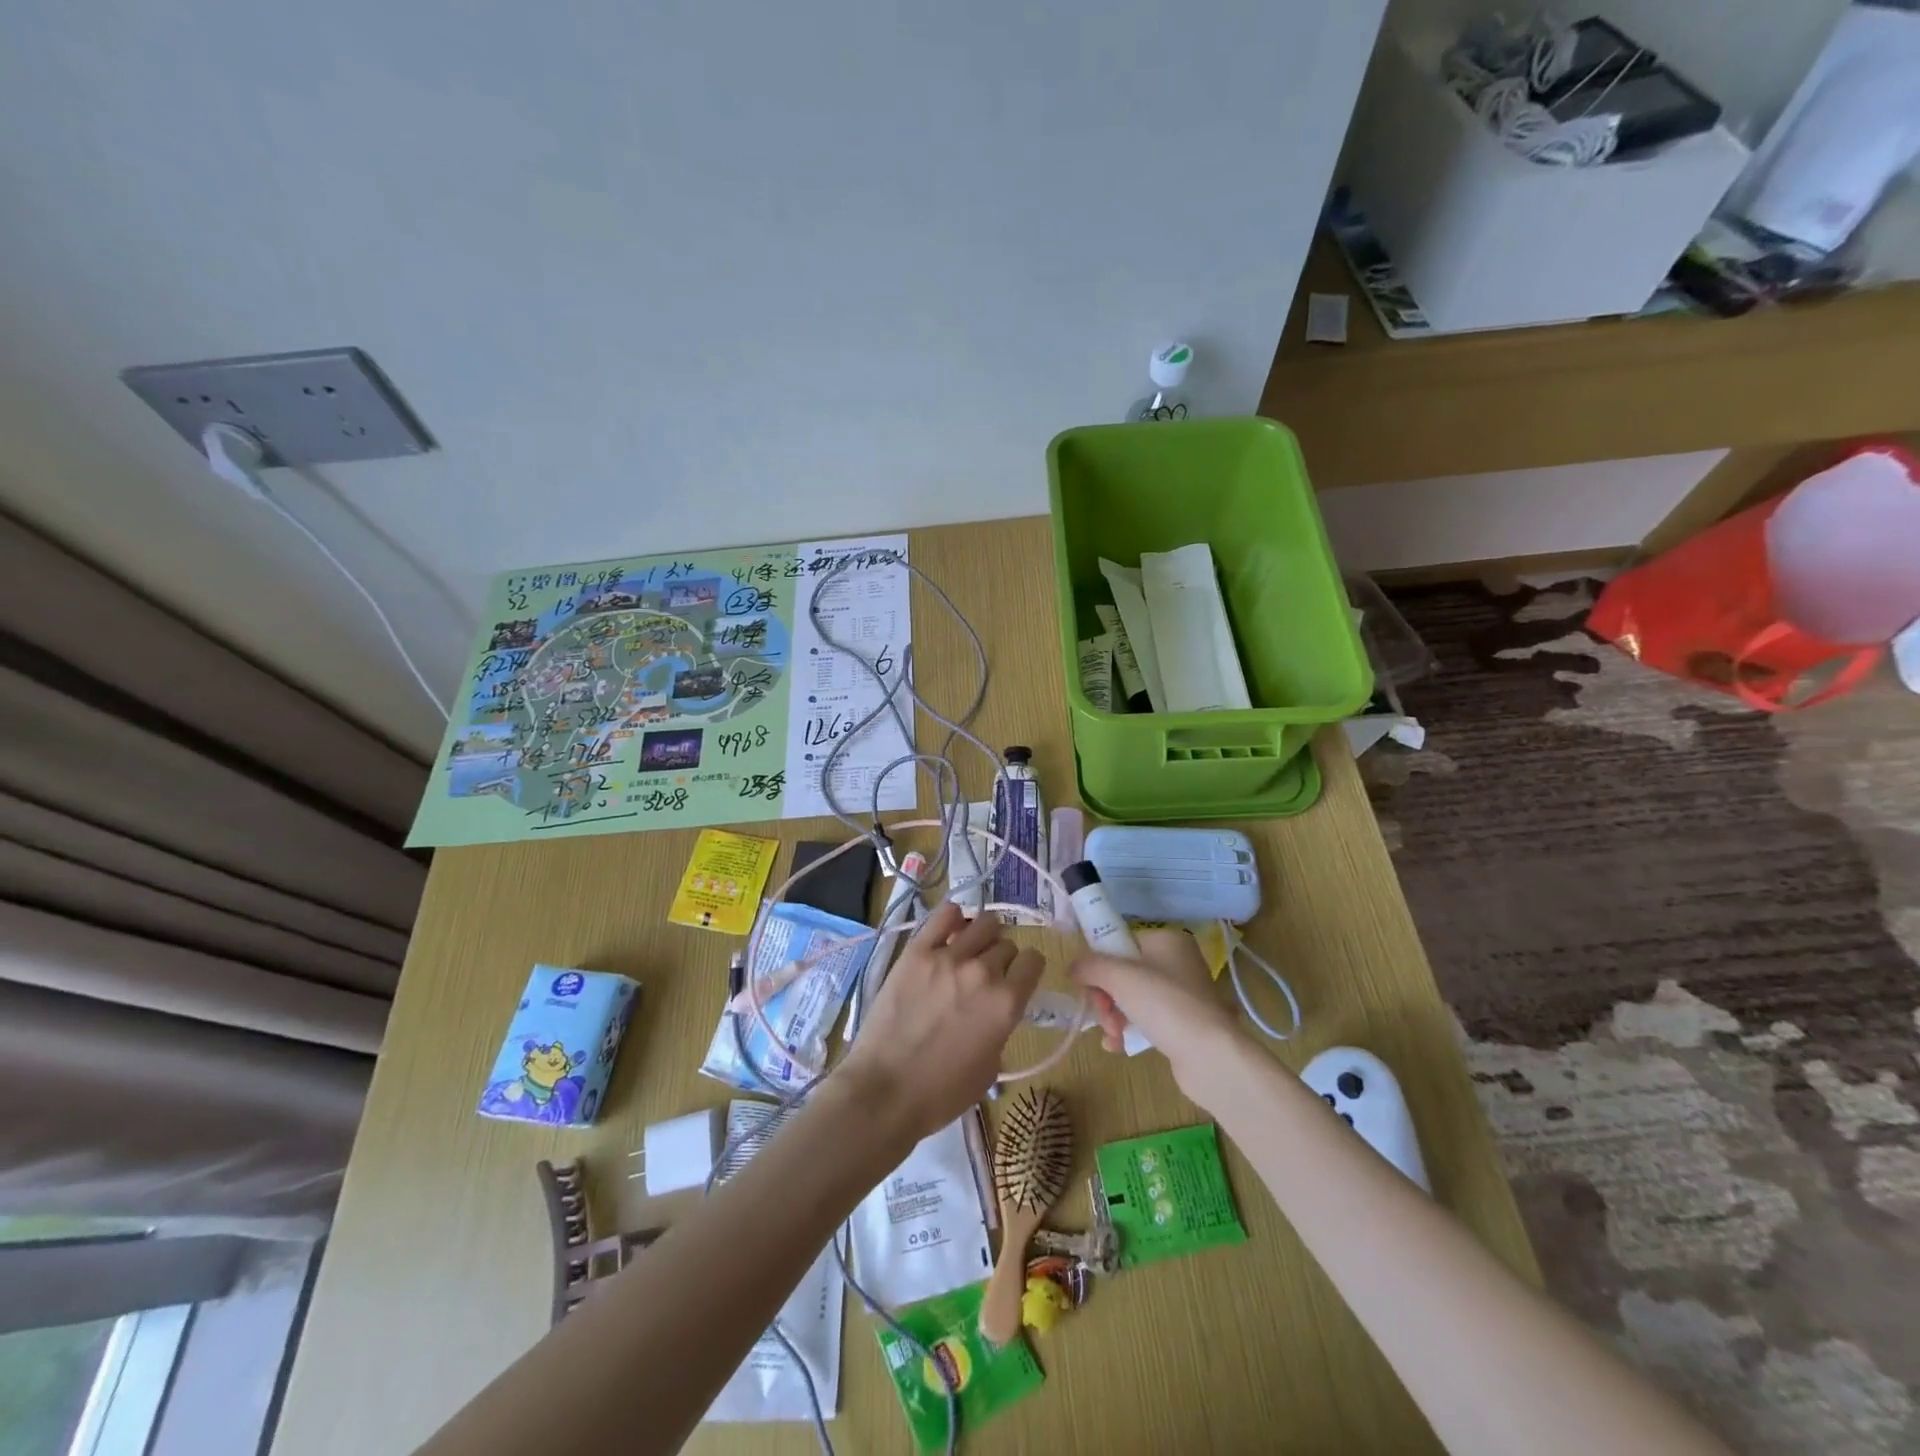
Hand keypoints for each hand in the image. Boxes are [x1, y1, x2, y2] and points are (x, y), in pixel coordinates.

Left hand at [839, 903, 1044, 1142]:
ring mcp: (948, 957)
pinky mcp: (917, 951)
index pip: (1033, 961)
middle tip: (986, 974)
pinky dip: (953, 918)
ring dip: (983, 935)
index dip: (1027, 969)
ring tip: (971, 949)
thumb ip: (1001, 1027)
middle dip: (1002, 957)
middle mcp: (983, 972)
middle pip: (1006, 944)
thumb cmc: (941, 1093)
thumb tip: (995, 1008)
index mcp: (1007, 1003)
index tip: (1018, 977)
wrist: (885, 1091)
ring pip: (982, 923)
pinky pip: (944, 915)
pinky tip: (951, 929)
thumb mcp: (990, 1068)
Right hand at [1070, 928, 1242, 1097]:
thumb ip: (1090, 965)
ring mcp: (1182, 995)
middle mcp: (1177, 962)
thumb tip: (1072, 967)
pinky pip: (1145, 1019)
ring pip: (1131, 998)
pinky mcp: (1183, 1024)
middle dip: (1105, 997)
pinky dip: (1128, 1030)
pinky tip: (1119, 1046)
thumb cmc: (1164, 1004)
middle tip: (1103, 1016)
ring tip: (1113, 1036)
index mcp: (1166, 940)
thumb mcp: (1119, 977)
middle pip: (1123, 973)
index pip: (1120, 942)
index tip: (1089, 985)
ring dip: (1113, 1016)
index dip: (1100, 963)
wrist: (1210, 1056)